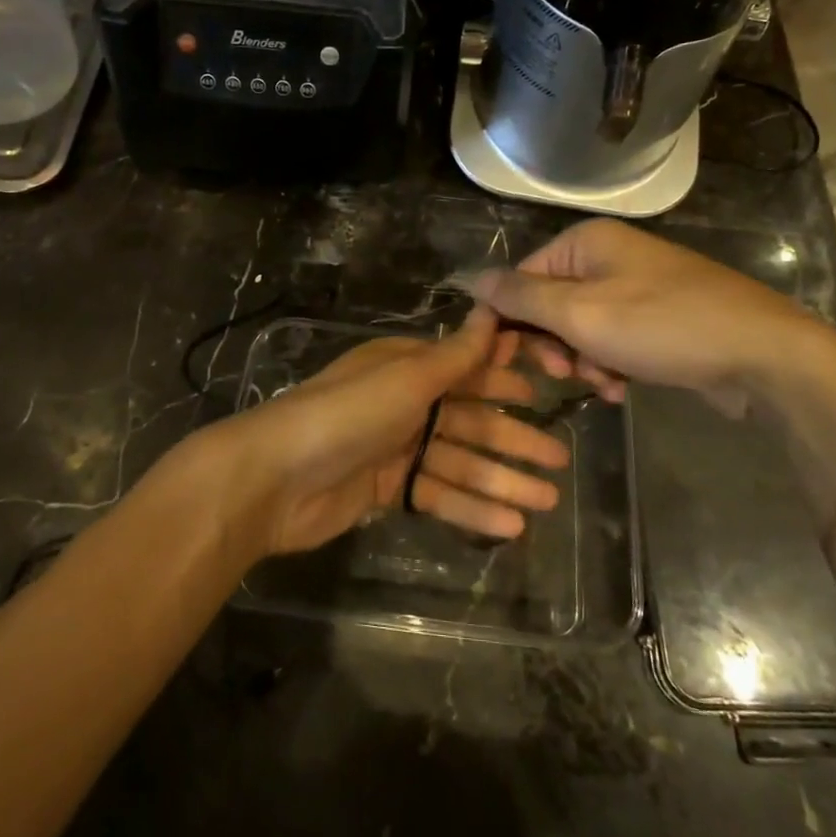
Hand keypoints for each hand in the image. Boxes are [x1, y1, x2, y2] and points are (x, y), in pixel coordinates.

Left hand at [211, 308, 569, 556]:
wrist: (275, 477)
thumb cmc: (347, 415)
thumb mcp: (406, 378)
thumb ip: (455, 355)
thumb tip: (491, 311)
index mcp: (405, 367)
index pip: (466, 368)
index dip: (506, 377)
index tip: (549, 387)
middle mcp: (403, 403)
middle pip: (469, 420)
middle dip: (513, 439)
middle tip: (559, 459)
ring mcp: (394, 449)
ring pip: (459, 462)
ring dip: (502, 480)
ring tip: (548, 501)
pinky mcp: (384, 490)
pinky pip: (438, 495)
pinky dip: (471, 508)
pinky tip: (511, 525)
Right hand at [471, 219, 835, 414]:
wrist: (764, 355)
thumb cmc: (662, 327)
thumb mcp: (580, 313)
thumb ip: (521, 297)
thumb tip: (471, 278)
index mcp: (587, 241)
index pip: (522, 277)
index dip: (512, 319)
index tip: (515, 359)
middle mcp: (610, 255)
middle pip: (551, 302)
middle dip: (554, 344)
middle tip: (566, 372)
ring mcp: (638, 286)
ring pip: (582, 327)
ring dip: (583, 360)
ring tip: (605, 383)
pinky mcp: (660, 317)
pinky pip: (614, 339)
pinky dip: (611, 364)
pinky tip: (622, 388)